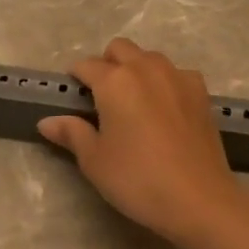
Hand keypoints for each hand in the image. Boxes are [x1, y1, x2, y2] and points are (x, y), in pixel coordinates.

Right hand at [37, 37, 246, 244]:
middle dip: (107, 64)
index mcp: (115, 81)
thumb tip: (47, 121)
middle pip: (120, 49)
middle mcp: (146, 68)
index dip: (75, 78)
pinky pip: (176, 74)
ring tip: (134, 102)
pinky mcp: (202, 93)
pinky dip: (165, 82)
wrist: (199, 199)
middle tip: (102, 97)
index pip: (86, 65)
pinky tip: (165, 110)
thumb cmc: (137, 179)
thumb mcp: (95, 160)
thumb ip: (72, 133)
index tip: (73, 96)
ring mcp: (178, 77)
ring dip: (136, 69)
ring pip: (150, 58)